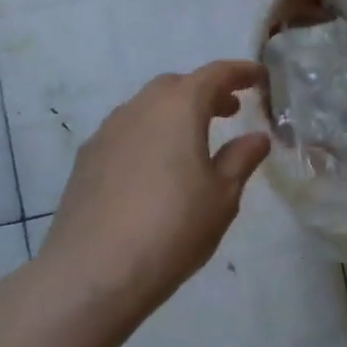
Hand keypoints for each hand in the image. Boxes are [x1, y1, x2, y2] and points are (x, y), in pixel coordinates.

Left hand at [36, 60, 270, 319]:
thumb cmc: (172, 229)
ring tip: (194, 141)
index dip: (241, 72)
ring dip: (174, 113)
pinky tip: (156, 168)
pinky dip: (149, 135)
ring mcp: (107, 133)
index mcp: (179, 107)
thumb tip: (256, 137)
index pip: (215, 74)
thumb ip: (241, 159)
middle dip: (205, 91)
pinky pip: (126, 132)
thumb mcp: (222, 197)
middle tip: (230, 111)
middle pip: (177, 85)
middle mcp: (140, 108)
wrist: (91, 274)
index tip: (260, 77)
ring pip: (147, 107)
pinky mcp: (86, 160)